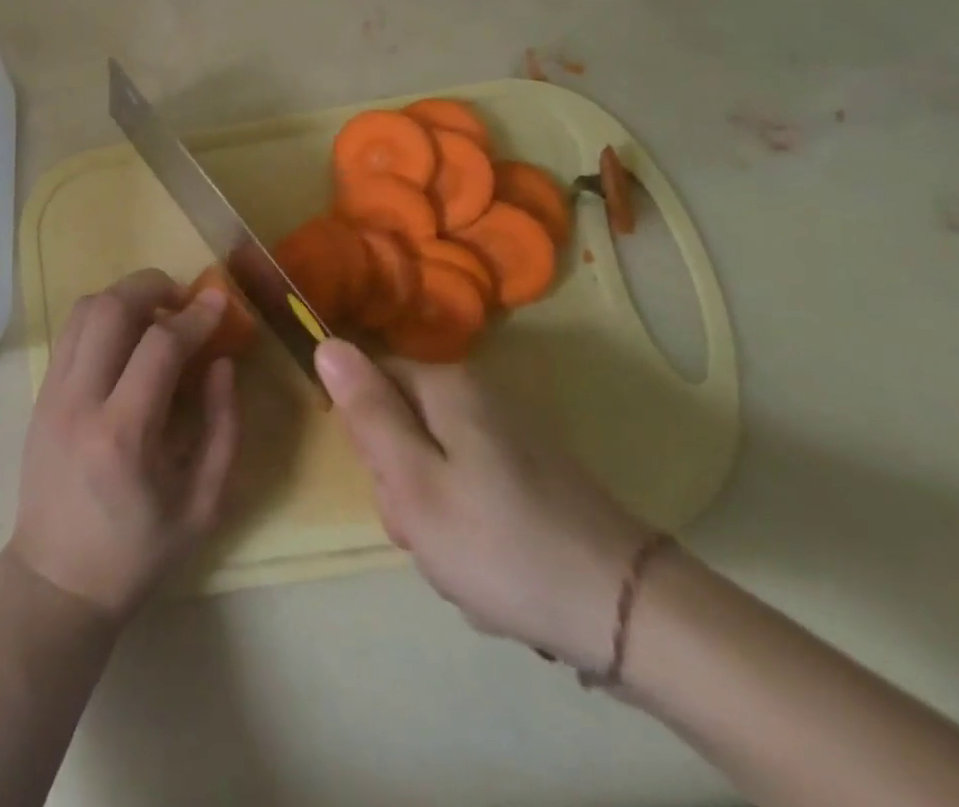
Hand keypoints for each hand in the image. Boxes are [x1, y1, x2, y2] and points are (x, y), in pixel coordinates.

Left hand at [10, 269, 240, 619]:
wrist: (57, 580)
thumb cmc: (138, 551)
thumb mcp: (203, 505)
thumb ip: (223, 428)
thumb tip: (222, 362)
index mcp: (123, 435)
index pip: (159, 346)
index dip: (195, 315)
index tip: (220, 302)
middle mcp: (79, 401)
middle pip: (110, 308)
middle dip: (152, 287)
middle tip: (184, 299)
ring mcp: (51, 394)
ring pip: (83, 310)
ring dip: (124, 296)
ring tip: (156, 312)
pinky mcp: (39, 394)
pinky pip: (71, 331)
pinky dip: (102, 315)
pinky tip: (127, 335)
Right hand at [315, 338, 653, 670]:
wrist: (632, 615)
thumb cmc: (502, 545)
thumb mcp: (414, 483)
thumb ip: (367, 412)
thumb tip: (327, 343)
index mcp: (445, 388)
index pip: (368, 382)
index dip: (366, 437)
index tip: (391, 487)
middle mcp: (476, 398)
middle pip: (401, 425)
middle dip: (401, 485)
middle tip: (427, 531)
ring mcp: (508, 437)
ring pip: (433, 465)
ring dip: (432, 516)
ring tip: (461, 561)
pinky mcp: (531, 475)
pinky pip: (470, 490)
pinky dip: (468, 529)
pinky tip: (491, 570)